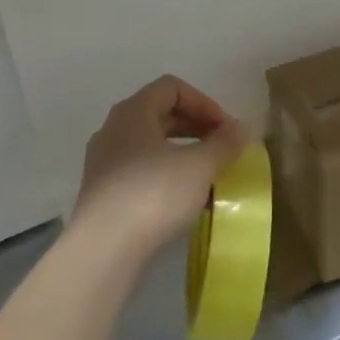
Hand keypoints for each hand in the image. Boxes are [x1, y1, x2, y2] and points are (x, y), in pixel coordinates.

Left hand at [72, 76, 246, 260]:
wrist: (102, 252)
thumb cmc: (153, 195)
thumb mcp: (200, 166)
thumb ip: (224, 143)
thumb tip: (240, 129)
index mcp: (133, 111)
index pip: (172, 87)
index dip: (204, 102)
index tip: (225, 129)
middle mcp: (113, 129)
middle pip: (160, 114)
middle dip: (195, 127)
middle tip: (220, 148)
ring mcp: (102, 162)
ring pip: (150, 145)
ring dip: (181, 153)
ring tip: (206, 176)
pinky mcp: (100, 194)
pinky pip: (139, 171)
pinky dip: (164, 175)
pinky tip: (182, 201)